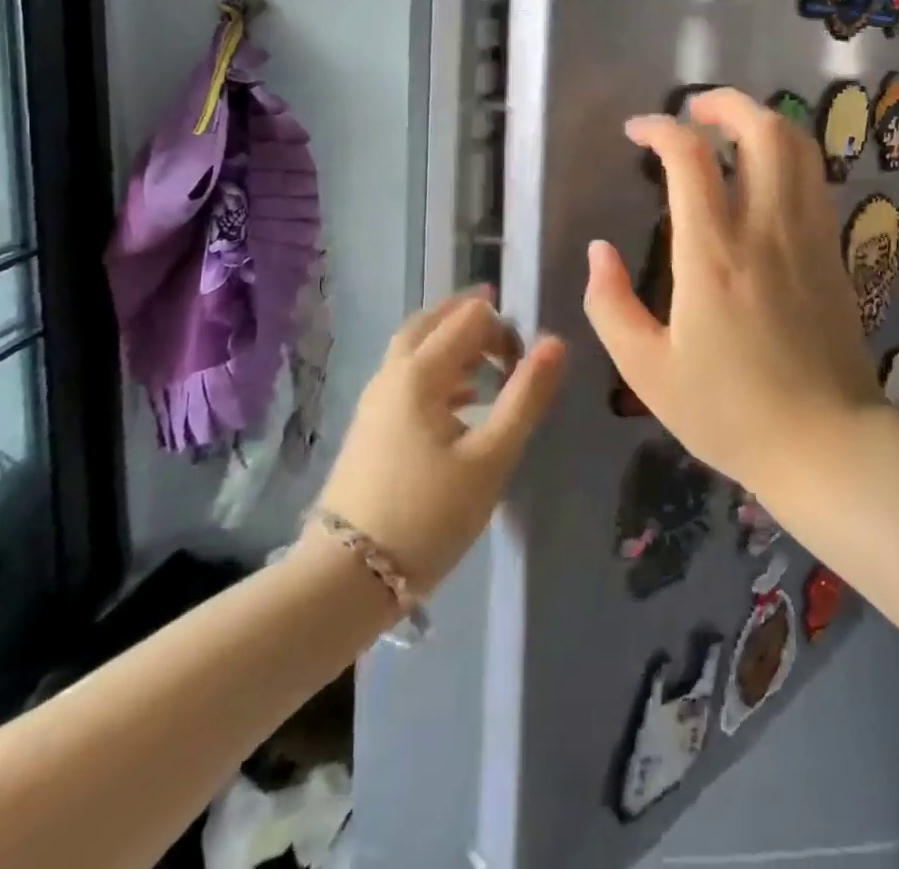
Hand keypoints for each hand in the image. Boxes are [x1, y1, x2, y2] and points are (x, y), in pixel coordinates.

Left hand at [314, 289, 565, 595]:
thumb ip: (525, 397)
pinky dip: (438, 371)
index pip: (467, 319)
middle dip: (470, 318)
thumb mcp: (491, 458)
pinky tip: (462, 402)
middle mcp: (392, 375)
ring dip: (452, 342)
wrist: (343, 580)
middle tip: (506, 329)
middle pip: (431, 323)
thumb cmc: (427, 516)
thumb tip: (555, 342)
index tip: (528, 360)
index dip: (503, 327)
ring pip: (415, 350)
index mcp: (420, 374)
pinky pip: (407, 377)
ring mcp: (375, 402)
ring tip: (489, 361)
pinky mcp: (370, 429)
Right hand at [584, 88, 882, 493]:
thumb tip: (599, 251)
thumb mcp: (646, 370)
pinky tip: (765, 173)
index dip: (660, 129)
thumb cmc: (729, 411)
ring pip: (799, 146)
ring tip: (730, 129)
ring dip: (763, 121)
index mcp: (713, 254)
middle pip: (761, 130)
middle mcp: (766, 229)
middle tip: (694, 109)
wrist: (825, 441)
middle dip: (725, 103)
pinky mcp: (833, 249)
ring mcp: (809, 235)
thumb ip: (610, 305)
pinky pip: (815, 178)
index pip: (689, 157)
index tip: (637, 132)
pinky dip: (789, 154)